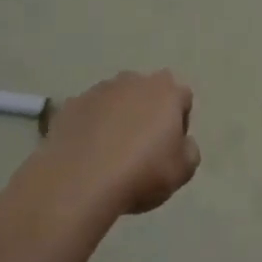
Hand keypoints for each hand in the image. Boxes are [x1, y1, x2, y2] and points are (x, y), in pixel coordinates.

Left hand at [40, 70, 200, 216]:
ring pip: (116, 100)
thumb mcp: (182, 172)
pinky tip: (87, 154)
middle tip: (142, 149)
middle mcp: (134, 81)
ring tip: (110, 153)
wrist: (79, 181)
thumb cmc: (141, 173)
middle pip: (148, 93)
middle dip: (147, 113)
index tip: (170, 149)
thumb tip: (183, 143)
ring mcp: (99, 90)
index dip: (179, 123)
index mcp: (166, 91)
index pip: (182, 98)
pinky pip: (89, 113)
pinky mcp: (71, 104)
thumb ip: (190, 151)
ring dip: (118, 117)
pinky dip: (91, 126)